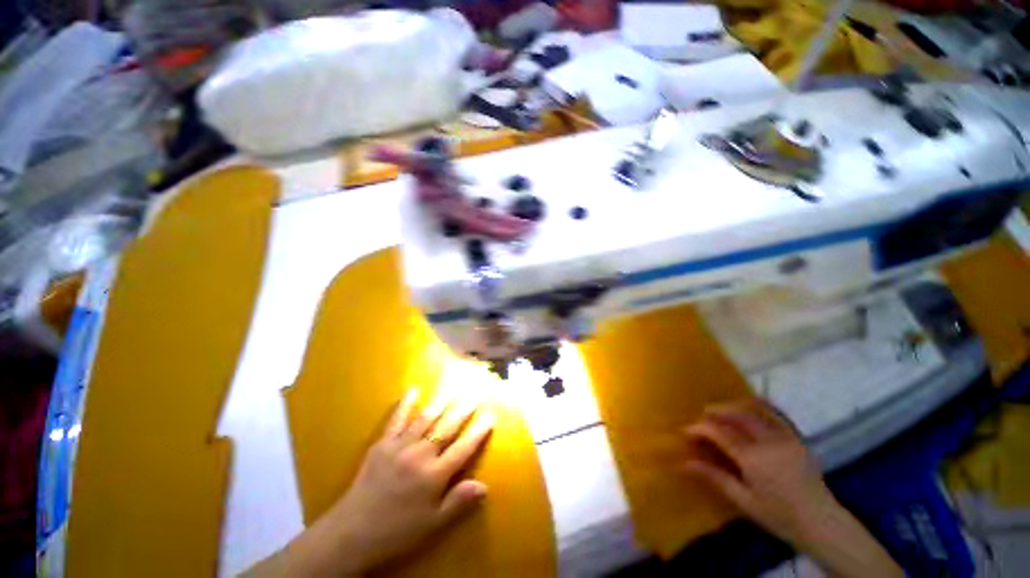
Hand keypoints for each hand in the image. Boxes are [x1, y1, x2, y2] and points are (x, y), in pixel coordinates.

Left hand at [250, 390, 493, 576]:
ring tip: (453, 387)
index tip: (490, 416)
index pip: (463, 449)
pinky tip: (413, 390)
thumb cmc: (397, 532)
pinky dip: (405, 404)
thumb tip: (484, 486)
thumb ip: (458, 502)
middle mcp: (420, 455)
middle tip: (475, 393)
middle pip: (447, 428)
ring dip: (442, 402)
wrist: (351, 534)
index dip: (478, 432)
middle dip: (464, 410)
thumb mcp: (432, 525)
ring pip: (426, 419)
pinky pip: (396, 420)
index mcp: (434, 476)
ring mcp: (400, 447)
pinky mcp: (382, 444)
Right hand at [682, 399, 835, 544]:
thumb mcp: (744, 500)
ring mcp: (786, 437)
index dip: (700, 428)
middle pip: (737, 414)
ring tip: (722, 410)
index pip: (719, 432)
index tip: (686, 431)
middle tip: (703, 416)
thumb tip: (685, 462)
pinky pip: (775, 414)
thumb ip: (715, 477)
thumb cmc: (779, 516)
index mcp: (753, 458)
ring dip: (735, 405)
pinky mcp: (796, 438)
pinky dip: (758, 406)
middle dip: (716, 411)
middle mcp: (768, 441)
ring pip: (756, 409)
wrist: (821, 523)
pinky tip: (749, 409)